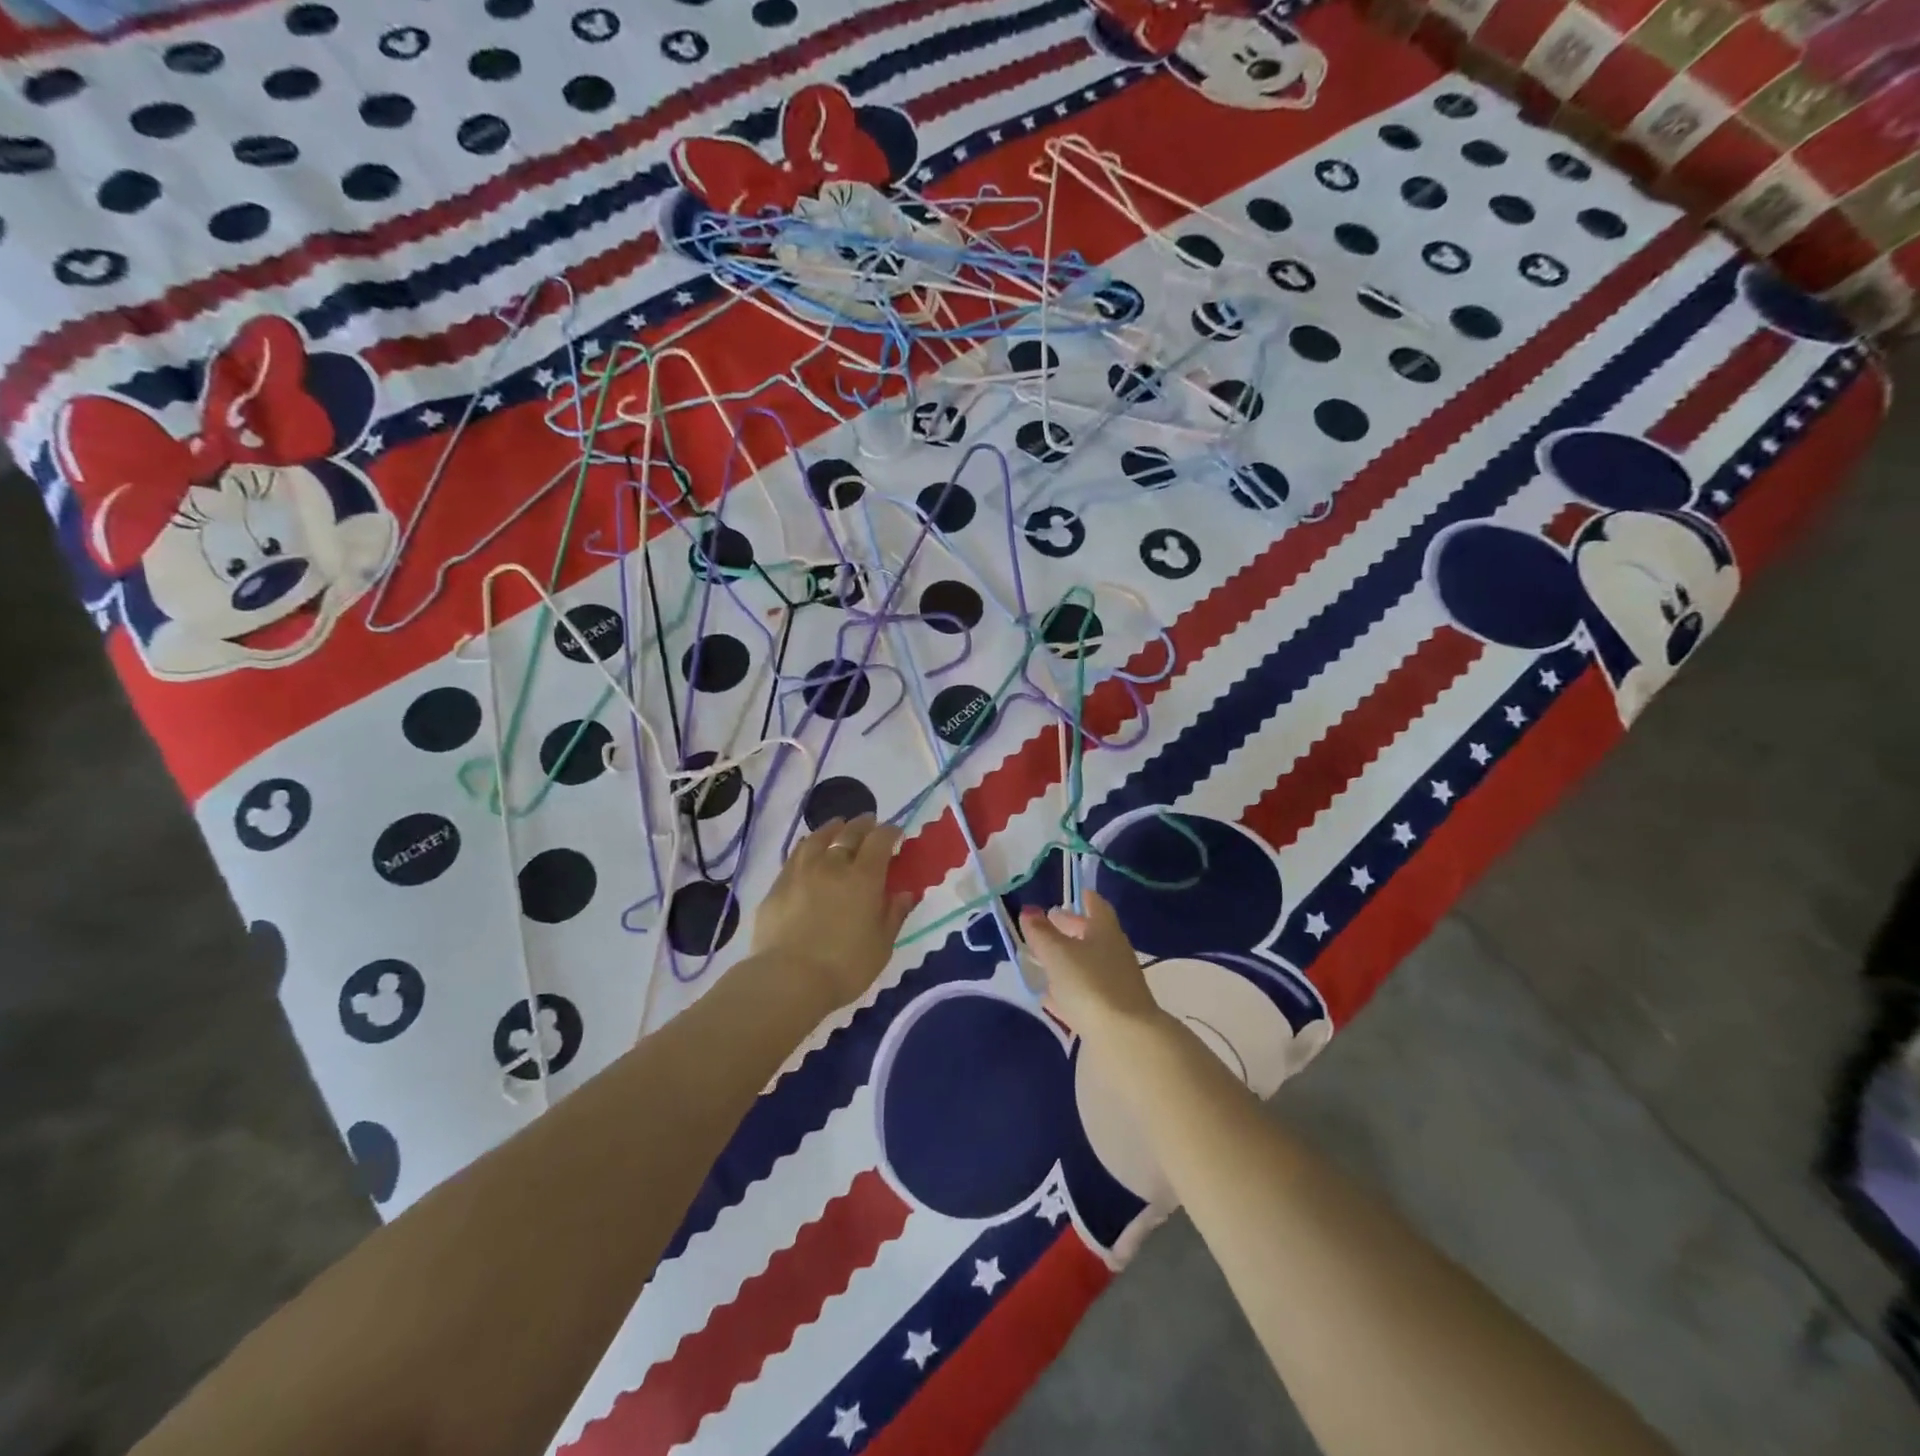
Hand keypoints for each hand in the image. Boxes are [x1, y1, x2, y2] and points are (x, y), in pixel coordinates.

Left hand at [751, 815, 914, 1012]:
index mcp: (864, 877)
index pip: (880, 840)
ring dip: (833, 828)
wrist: (788, 979)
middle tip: (870, 822)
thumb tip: (905, 892)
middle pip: (850, 833)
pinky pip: (797, 854)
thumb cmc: (844, 966)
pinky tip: (810, 849)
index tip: (896, 833)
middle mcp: (833, 865)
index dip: (890, 832)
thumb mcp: (882, 945)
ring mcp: (802, 871)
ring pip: (819, 838)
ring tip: (839, 826)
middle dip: (863, 824)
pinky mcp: (779, 884)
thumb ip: (894, 914)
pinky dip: (809, 845)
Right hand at [1018, 890, 1165, 1043]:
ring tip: (1043, 960)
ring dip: (1068, 960)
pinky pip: (1087, 992)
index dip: (1083, 898)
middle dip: (1070, 928)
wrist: (1125, 1037)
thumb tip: (1029, 910)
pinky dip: (1069, 989)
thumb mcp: (1057, 954)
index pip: (1096, 905)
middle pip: (1092, 935)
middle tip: (1049, 924)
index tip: (1072, 894)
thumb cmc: (1089, 983)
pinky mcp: (1112, 1011)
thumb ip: (1041, 932)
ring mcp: (1116, 983)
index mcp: (1105, 931)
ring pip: (1089, 964)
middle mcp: (1114, 952)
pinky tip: (1051, 997)